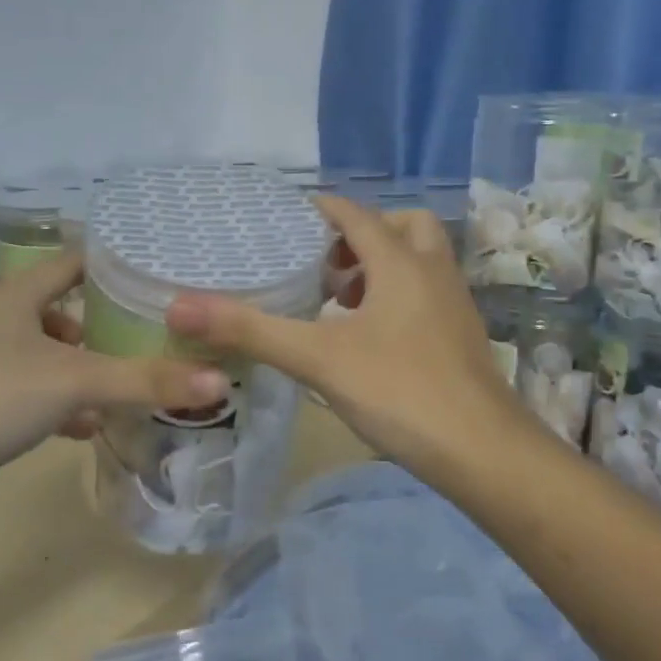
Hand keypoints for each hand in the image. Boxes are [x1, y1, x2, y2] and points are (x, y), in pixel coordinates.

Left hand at [0, 251, 225, 514]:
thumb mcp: (77, 381)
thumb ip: (146, 380)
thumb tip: (219, 381)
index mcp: (17, 294)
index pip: (74, 262)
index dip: (114, 267)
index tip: (158, 279)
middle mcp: (0, 318)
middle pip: (64, 308)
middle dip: (105, 324)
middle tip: (152, 334)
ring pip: (50, 353)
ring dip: (85, 366)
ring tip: (127, 381)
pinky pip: (35, 390)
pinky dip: (63, 401)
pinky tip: (89, 424)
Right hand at [166, 196, 534, 487]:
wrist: (482, 451)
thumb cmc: (400, 391)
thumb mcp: (317, 359)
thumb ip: (250, 330)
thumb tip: (179, 307)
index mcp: (401, 263)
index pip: (357, 215)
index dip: (323, 209)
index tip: (289, 217)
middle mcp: (434, 273)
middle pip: (403, 227)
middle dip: (362, 237)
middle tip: (326, 268)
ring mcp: (455, 305)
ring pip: (420, 262)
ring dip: (381, 269)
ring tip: (340, 305)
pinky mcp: (462, 337)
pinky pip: (428, 294)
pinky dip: (398, 298)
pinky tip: (370, 340)